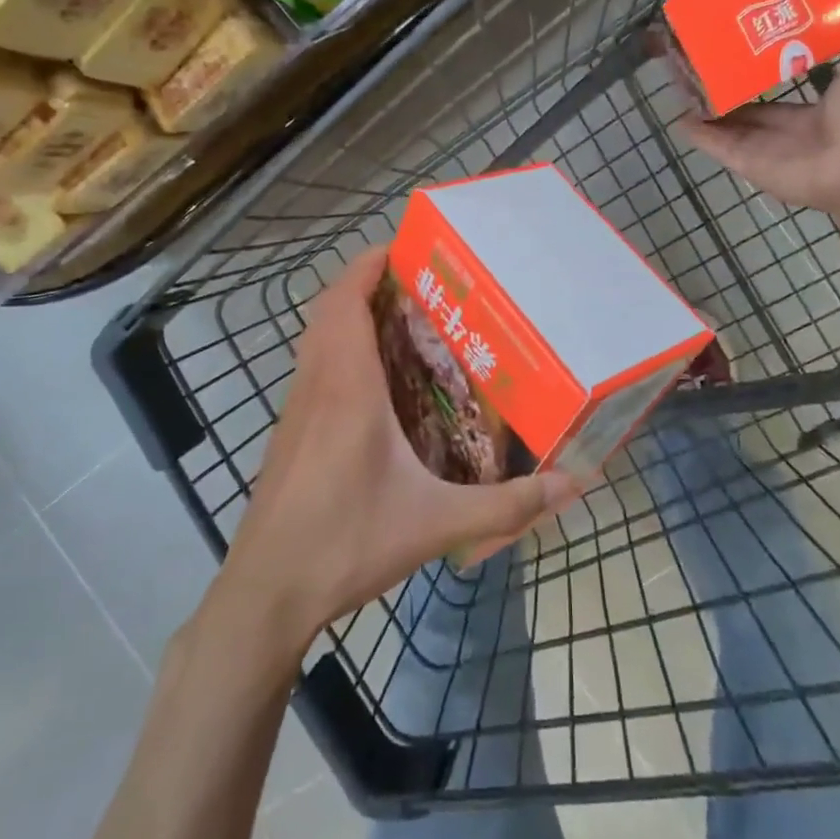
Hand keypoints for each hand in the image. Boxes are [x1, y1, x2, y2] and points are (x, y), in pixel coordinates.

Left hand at [218, 247, 579, 650]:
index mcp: (347, 386)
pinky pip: (313, 368)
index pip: (347, 300)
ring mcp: (295, 409)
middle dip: (366, 284)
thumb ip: (506, 505)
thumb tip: (571, 485)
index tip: (403, 247)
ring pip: (317, 339)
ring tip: (403, 323)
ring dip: (349, 316)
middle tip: (418, 285)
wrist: (268, 591)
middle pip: (330, 310)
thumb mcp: (436, 523)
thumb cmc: (347, 542)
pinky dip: (339, 351)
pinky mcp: (289, 434)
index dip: (368, 265)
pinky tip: (375, 385)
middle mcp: (316, 385)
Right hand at [677, 49, 839, 214]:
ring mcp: (761, 152)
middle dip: (721, 102)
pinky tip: (679, 120)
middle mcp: (779, 136)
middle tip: (695, 80)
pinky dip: (700, 137)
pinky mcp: (748, 165)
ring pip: (725, 133)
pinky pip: (720, 149)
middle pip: (741, 118)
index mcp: (805, 117)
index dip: (748, 90)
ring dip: (704, 118)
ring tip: (679, 96)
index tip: (728, 72)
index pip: (767, 104)